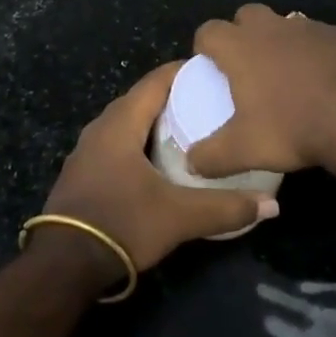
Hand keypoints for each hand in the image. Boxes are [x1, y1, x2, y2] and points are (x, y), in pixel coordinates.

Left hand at [43, 63, 278, 274]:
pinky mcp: (82, 172)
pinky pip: (116, 143)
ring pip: (126, 122)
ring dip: (154, 122)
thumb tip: (272, 206)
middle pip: (141, 99)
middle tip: (208, 102)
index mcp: (121, 122)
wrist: (63, 265)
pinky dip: (138, 142)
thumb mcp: (178, 217)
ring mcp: (87, 150)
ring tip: (188, 130)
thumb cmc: (121, 223)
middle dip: (173, 97)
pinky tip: (157, 161)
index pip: (156, 80)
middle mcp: (100, 126)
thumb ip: (225, 208)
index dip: (183, 72)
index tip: (213, 72)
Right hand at [184, 3, 335, 179]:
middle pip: (247, 15)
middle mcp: (272, 27)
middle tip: (249, 67)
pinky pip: (322, 39)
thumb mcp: (245, 150)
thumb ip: (211, 156)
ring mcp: (310, 27)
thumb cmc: (294, 127)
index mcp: (241, 46)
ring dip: (282, 43)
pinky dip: (318, 54)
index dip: (205, 46)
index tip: (209, 65)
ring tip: (290, 77)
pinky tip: (328, 82)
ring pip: (287, 25)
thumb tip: (191, 163)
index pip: (209, 31)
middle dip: (243, 34)